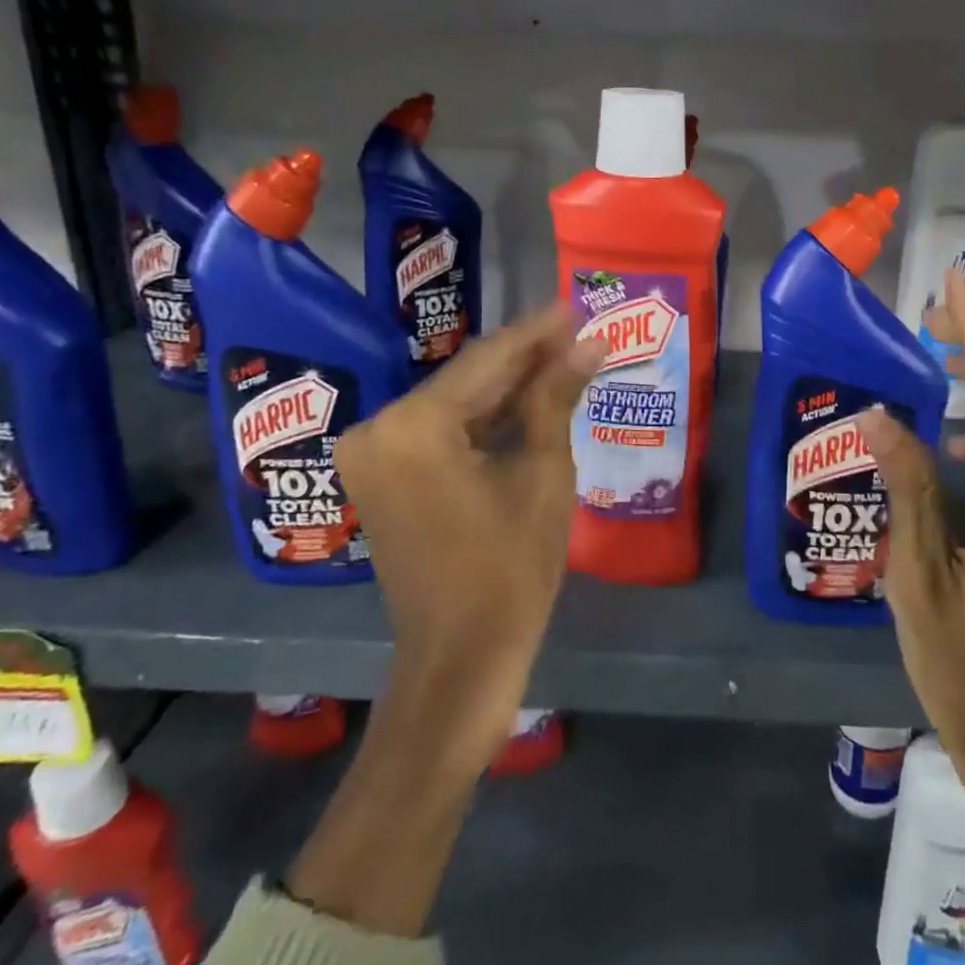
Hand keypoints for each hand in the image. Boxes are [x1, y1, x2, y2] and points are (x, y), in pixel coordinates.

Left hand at [334, 305, 604, 776]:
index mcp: (414, 427)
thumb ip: (555, 397)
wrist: (460, 658)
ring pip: (455, 403)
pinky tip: (527, 400)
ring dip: (508, 386)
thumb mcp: (542, 474)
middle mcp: (379, 429)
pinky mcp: (382, 475)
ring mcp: (373, 454)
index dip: (538, 333)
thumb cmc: (510, 568)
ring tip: (564, 358)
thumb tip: (590, 343)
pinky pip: (440, 431)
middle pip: (466, 379)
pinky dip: (483, 419)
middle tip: (578, 332)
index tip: (576, 306)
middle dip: (525, 358)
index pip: (487, 361)